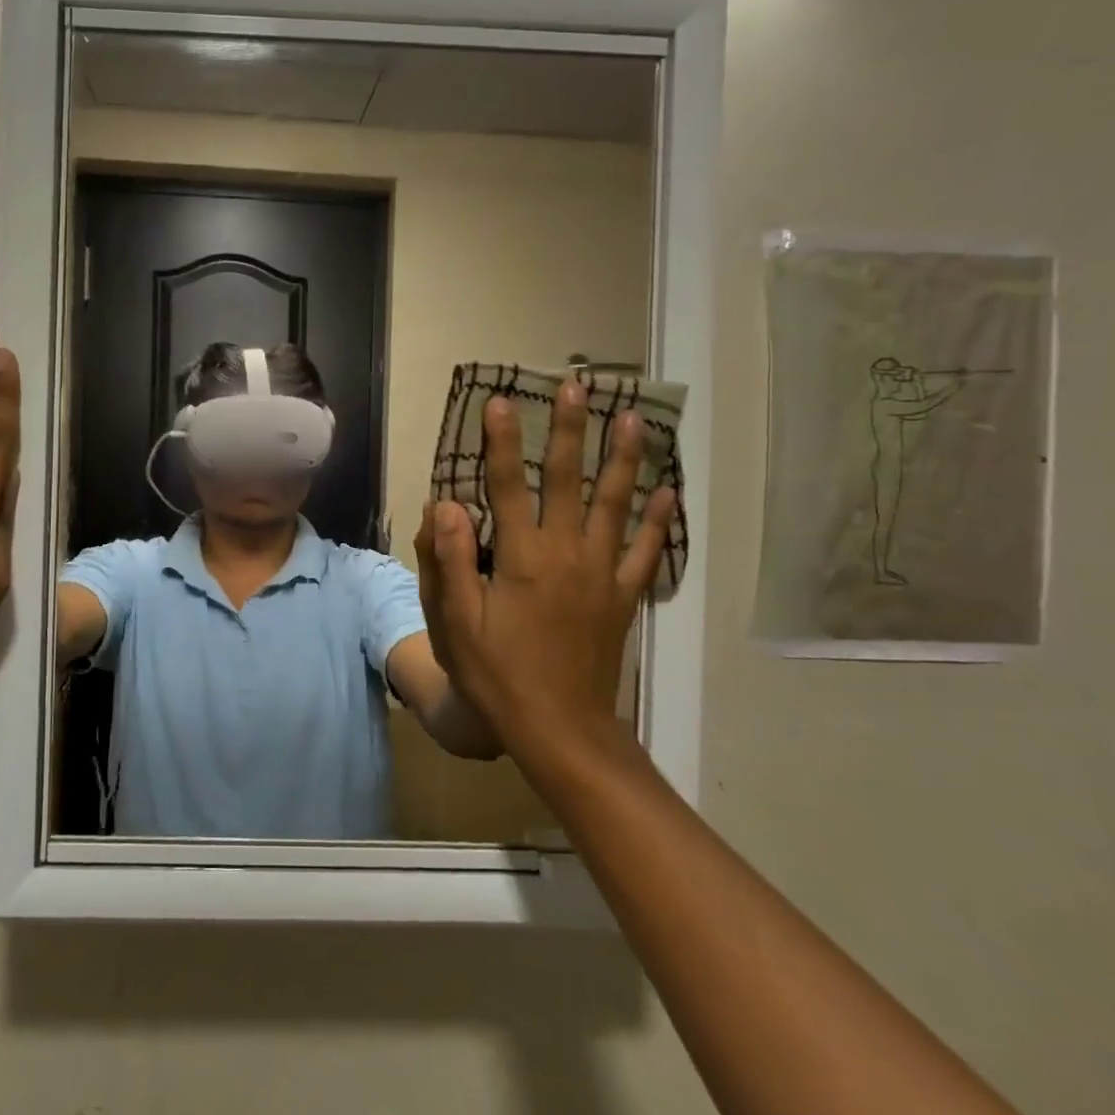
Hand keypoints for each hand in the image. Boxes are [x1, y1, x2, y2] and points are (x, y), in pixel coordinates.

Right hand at [415, 379, 674, 776]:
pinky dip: (657, 520)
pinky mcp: (623, 596)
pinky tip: (668, 491)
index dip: (502, 442)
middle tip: (578, 387)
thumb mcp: (459, 621)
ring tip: (634, 418)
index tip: (501, 401)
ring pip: (616, 504)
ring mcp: (602, 573)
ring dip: (624, 458)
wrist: (560, 727)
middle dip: (570, 431)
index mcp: (523, 557)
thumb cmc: (499, 674)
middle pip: (570, 480)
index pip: (508, 485)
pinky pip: (645, 550)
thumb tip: (446, 502)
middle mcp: (567, 553)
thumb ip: (452, 559)